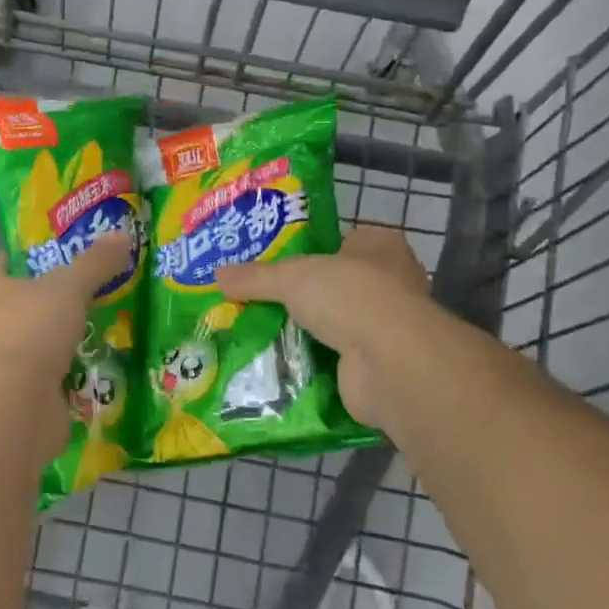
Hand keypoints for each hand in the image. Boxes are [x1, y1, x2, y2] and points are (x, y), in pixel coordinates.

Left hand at [0, 233, 133, 464]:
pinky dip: (52, 379)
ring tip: (88, 336)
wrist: (12, 408)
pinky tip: (82, 374)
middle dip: (43, 304)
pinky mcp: (1, 400)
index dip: (27, 258)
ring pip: (23, 344)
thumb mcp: (70, 287)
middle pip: (12, 304)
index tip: (59, 258)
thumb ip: (95, 262)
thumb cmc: (31, 330)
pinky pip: (32, 381)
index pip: (0, 262)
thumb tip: (123, 235)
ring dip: (48, 344)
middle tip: (82, 297)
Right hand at [217, 227, 430, 431]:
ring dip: (309, 333)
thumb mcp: (292, 277)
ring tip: (261, 334)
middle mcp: (391, 284)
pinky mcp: (379, 366)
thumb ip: (256, 277)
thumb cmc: (349, 295)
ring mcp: (388, 328)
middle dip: (305, 297)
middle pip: (337, 285)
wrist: (389, 362)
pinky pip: (337, 361)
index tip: (276, 262)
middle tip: (260, 301)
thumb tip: (217, 276)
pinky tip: (280, 366)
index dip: (312, 251)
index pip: (343, 241)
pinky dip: (313, 365)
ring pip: (337, 325)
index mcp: (381, 247)